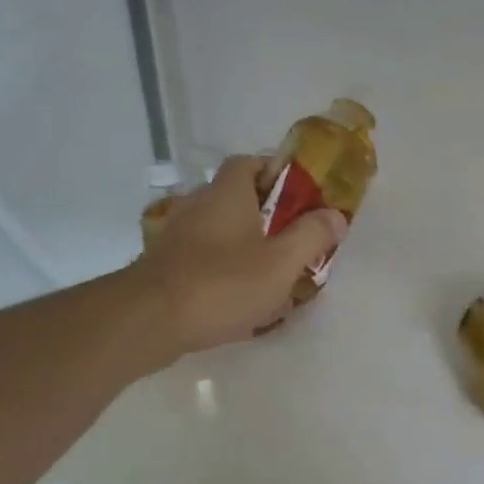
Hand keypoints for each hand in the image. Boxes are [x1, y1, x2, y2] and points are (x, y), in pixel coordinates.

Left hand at [134, 156, 346, 355]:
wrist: (149, 321)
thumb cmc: (222, 284)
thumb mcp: (281, 262)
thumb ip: (312, 236)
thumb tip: (335, 215)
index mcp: (228, 193)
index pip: (250, 162)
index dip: (277, 173)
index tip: (301, 196)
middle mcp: (198, 204)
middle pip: (237, 197)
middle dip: (266, 214)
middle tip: (293, 240)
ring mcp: (176, 234)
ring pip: (219, 229)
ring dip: (244, 243)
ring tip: (270, 273)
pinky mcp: (165, 264)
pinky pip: (203, 256)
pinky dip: (222, 267)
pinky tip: (238, 296)